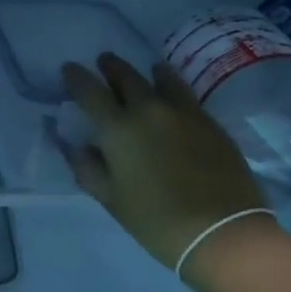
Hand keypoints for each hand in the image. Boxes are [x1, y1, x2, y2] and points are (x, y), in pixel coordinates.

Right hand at [61, 53, 271, 268]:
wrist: (221, 231)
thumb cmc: (155, 220)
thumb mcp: (111, 199)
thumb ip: (88, 168)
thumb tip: (76, 147)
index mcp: (118, 129)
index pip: (90, 92)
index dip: (76, 77)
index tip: (69, 68)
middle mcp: (149, 110)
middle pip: (126, 77)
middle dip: (111, 67)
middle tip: (104, 61)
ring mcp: (184, 113)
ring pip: (162, 78)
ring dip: (147, 71)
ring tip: (145, 69)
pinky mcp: (210, 122)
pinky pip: (185, 94)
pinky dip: (172, 86)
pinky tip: (172, 93)